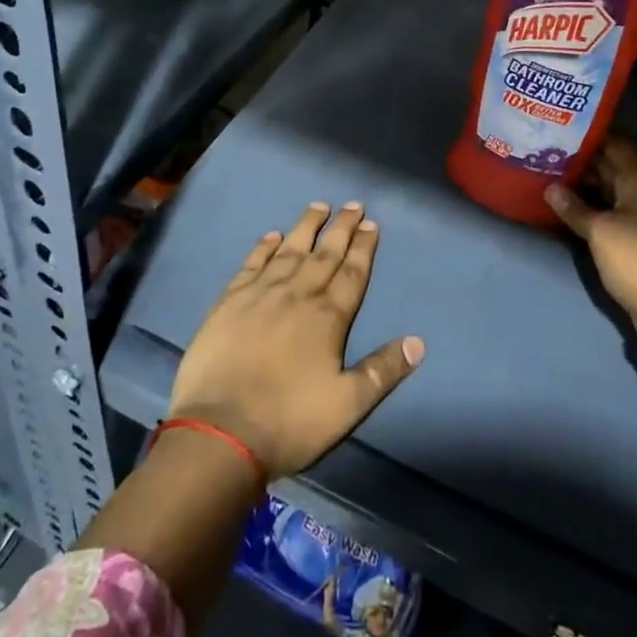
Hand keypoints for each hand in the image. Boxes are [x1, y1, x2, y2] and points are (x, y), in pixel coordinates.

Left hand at [167, 200, 423, 479]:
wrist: (219, 431)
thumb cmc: (288, 421)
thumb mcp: (346, 406)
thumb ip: (382, 371)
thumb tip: (418, 342)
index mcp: (327, 317)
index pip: (351, 273)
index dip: (363, 248)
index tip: (371, 224)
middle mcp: (297, 295)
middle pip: (324, 254)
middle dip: (341, 228)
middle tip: (353, 204)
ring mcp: (260, 294)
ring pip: (289, 250)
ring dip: (306, 227)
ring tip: (318, 206)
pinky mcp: (229, 302)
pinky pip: (251, 264)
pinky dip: (263, 247)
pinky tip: (271, 236)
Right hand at [545, 135, 636, 329]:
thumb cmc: (636, 256)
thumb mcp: (599, 230)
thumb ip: (574, 208)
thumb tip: (550, 187)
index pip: (618, 146)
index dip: (594, 136)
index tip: (566, 129)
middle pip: (615, 168)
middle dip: (586, 160)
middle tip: (552, 151)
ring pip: (613, 191)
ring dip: (588, 185)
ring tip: (555, 175)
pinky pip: (614, 212)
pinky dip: (595, 207)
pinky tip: (572, 207)